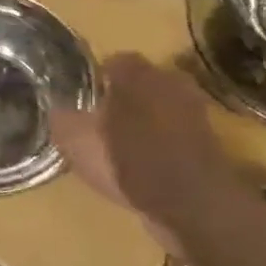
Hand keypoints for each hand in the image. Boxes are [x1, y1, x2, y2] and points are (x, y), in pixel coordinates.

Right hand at [51, 53, 252, 247]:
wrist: (193, 204)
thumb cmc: (130, 161)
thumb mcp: (77, 141)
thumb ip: (63, 119)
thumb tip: (57, 109)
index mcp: (136, 73)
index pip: (113, 62)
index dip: (95, 80)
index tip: (81, 100)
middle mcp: (169, 81)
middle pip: (139, 83)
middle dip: (121, 98)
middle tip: (100, 122)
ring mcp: (193, 110)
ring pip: (159, 107)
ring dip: (144, 121)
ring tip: (121, 146)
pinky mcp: (208, 142)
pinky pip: (174, 133)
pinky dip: (161, 144)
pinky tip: (144, 165)